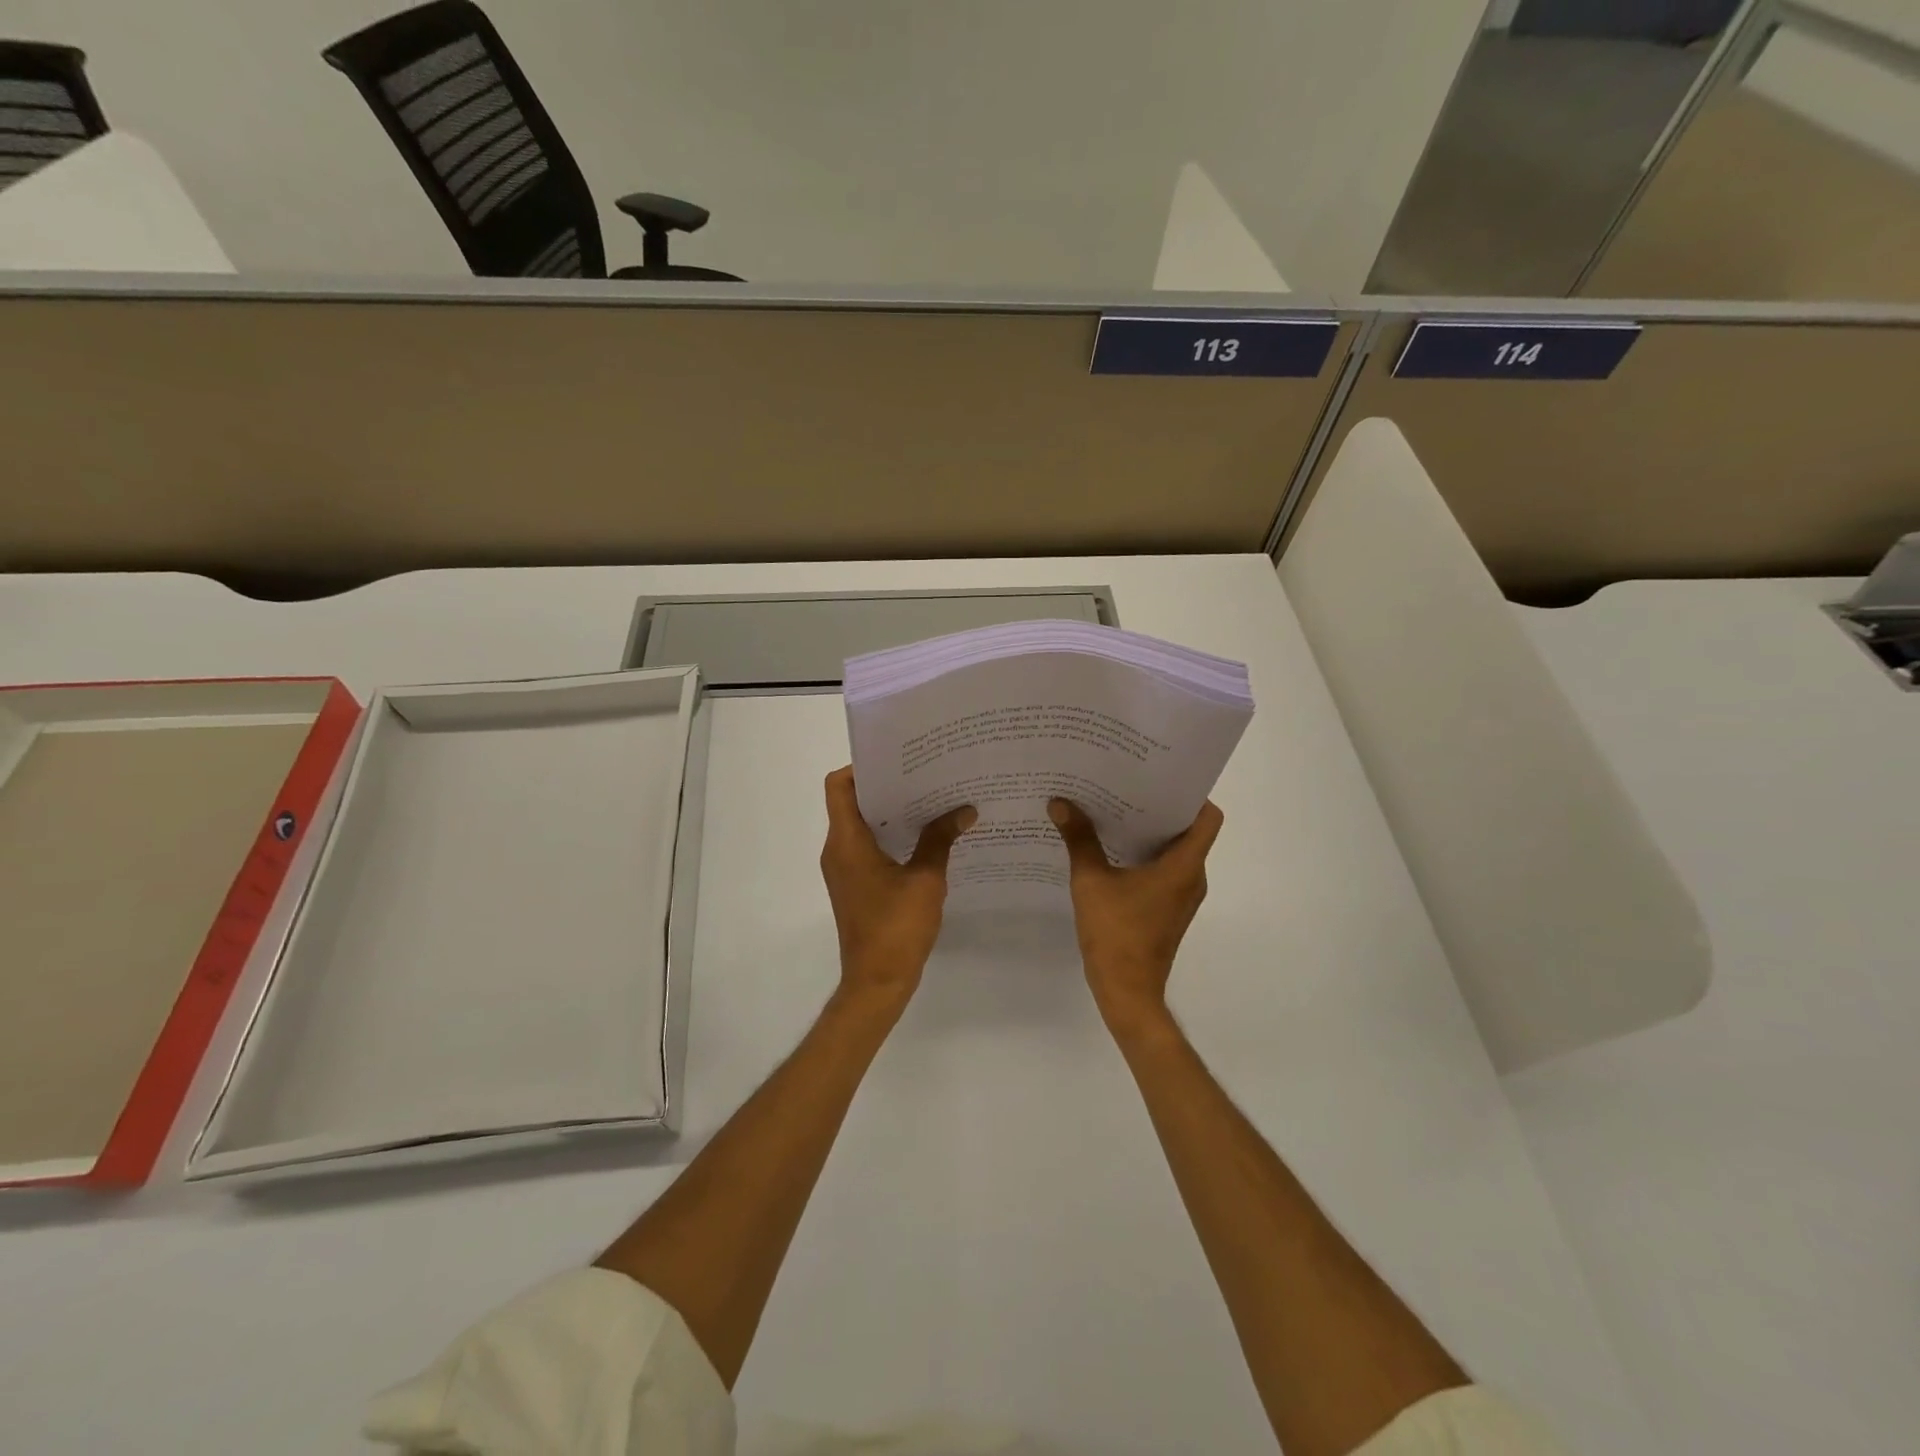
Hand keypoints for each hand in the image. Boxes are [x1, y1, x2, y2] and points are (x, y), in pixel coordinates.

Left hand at [820, 767, 976, 1008]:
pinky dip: (891, 835)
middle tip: (924, 774)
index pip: (839, 786)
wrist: (877, 982)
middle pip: (852, 801)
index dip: (862, 767)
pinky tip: (925, 836)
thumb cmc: (897, 927)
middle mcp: (838, 849)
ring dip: (891, 811)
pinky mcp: (854, 885)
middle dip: (886, 785)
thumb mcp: (926, 879)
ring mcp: (844, 869)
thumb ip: (941, 839)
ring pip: (862, 825)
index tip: (898, 760)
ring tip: (930, 799)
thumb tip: (964, 809)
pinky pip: (868, 847)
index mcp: (847, 841)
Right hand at [1049, 797, 1223, 1032]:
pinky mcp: (1168, 910)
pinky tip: (1110, 850)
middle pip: (1188, 830)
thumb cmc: (1116, 933)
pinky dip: (1144, 856)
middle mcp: (1192, 877)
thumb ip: (1079, 839)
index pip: (1208, 817)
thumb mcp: (1091, 881)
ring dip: (1148, 833)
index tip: (1159, 778)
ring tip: (1113, 812)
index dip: (1190, 794)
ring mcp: (1181, 897)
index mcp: (1185, 865)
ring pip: (1174, 852)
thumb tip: (1060, 802)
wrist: (1127, 992)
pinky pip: (1163, 871)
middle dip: (1159, 808)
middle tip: (1125, 786)